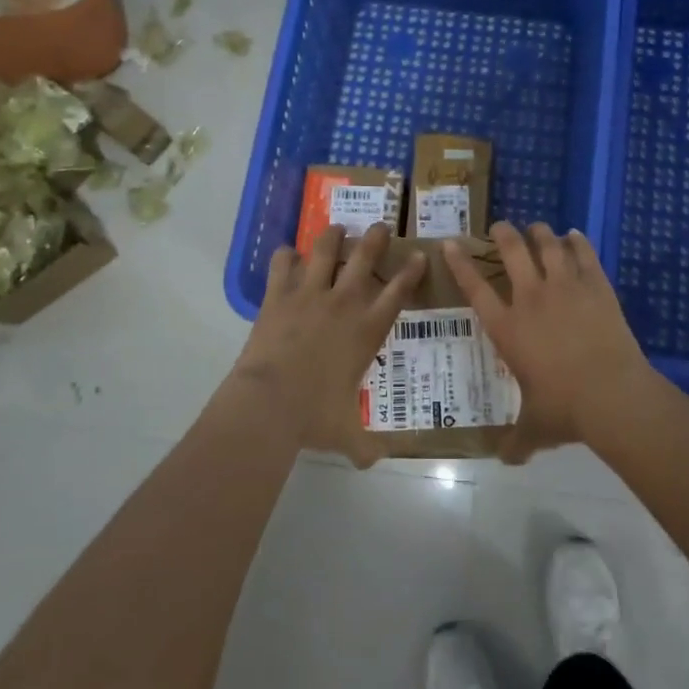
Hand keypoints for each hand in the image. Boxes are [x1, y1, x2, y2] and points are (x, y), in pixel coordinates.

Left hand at [233, 222, 424, 465]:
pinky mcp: (279, 295)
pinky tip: (286, 253)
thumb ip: (363, 446)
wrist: (270, 403)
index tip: (418, 255)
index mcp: (367, 330)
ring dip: (332, 236)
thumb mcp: (345, 434)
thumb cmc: (314, 416)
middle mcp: (344, 303)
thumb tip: (372, 462)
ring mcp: (310, 294)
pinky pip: (282, 263)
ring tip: (336, 228)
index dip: (411, 271)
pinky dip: (285, 255)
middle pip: (365, 258)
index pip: (398, 293)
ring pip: (325, 249)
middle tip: (379, 226)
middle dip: (375, 238)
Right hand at [444, 221, 657, 460]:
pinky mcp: (596, 286)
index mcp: (508, 328)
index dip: (460, 263)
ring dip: (540, 233)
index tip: (450, 243)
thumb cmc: (565, 409)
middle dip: (503, 234)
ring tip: (537, 228)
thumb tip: (506, 461)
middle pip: (512, 252)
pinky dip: (577, 242)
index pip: (475, 288)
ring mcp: (565, 288)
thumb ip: (517, 441)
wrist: (613, 395)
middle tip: (500, 227)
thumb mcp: (535, 428)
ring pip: (548, 246)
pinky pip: (584, 254)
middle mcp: (531, 299)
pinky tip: (574, 236)